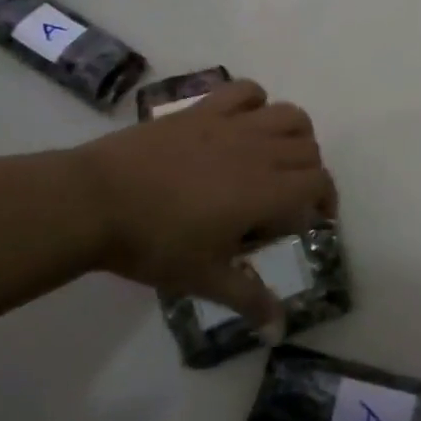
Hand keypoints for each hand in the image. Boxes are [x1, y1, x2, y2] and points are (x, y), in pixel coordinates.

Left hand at [71, 80, 335, 327]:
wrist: (95, 200)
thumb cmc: (153, 243)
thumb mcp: (203, 278)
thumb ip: (247, 298)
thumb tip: (278, 330)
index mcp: (266, 191)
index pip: (318, 184)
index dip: (325, 200)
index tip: (314, 219)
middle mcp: (260, 150)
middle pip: (308, 149)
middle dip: (309, 173)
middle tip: (289, 197)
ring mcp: (232, 124)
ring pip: (289, 114)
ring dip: (295, 133)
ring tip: (279, 154)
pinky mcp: (204, 108)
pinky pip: (246, 90)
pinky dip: (256, 101)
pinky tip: (245, 121)